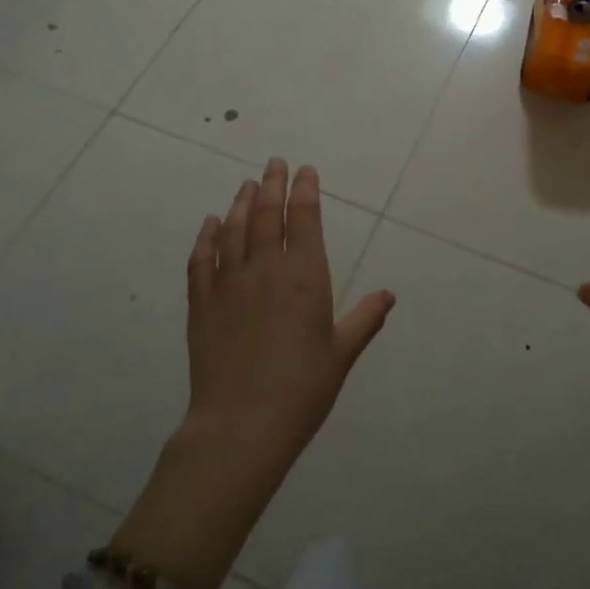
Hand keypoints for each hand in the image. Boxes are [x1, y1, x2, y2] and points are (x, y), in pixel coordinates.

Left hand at [179, 157, 394, 505]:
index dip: (305, 190)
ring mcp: (228, 284)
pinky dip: (205, 237)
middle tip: (274, 162)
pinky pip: (201, 260)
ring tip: (246, 183)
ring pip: (233, 230)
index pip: (304, 219)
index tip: (306, 170)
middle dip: (272, 184)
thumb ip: (364, 319)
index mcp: (305, 277)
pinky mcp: (201, 304)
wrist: (241, 425)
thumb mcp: (342, 354)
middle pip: (266, 214)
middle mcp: (265, 269)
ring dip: (240, 202)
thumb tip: (388, 295)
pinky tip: (209, 223)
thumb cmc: (302, 389)